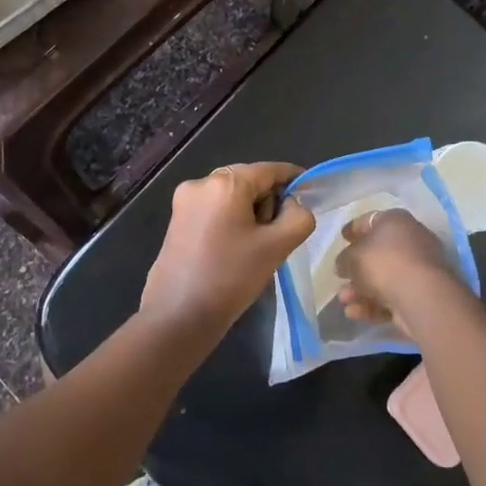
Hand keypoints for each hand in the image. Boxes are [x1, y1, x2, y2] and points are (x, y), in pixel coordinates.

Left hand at [139, 162, 314, 340]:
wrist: (178, 315)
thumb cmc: (231, 277)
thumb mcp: (276, 247)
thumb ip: (298, 217)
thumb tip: (292, 205)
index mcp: (225, 183)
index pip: (269, 170)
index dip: (293, 179)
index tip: (310, 193)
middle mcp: (201, 182)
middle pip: (249, 181)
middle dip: (268, 202)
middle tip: (276, 236)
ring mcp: (184, 201)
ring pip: (231, 196)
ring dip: (249, 213)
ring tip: (253, 248)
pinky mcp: (176, 220)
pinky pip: (213, 209)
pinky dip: (230, 221)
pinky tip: (233, 250)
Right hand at [335, 208, 466, 338]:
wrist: (420, 295)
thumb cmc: (383, 263)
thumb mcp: (352, 257)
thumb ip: (344, 259)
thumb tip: (343, 265)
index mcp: (395, 221)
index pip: (370, 220)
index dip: (354, 229)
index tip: (342, 238)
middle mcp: (411, 240)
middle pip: (378, 252)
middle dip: (356, 267)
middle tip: (340, 276)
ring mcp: (419, 268)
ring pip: (384, 278)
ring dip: (360, 289)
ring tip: (343, 300)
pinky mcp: (422, 294)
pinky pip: (392, 296)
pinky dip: (373, 304)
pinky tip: (354, 313)